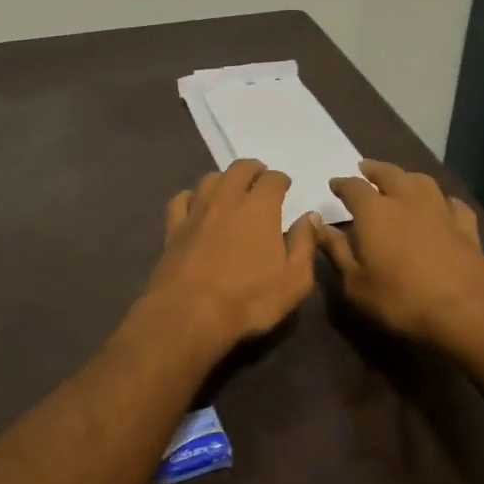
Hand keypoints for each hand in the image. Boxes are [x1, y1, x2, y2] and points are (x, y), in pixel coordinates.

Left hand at [141, 159, 318, 352]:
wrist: (189, 314)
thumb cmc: (249, 299)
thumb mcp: (295, 279)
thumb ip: (305, 244)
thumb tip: (310, 217)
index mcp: (260, 207)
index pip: (273, 178)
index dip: (281, 179)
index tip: (285, 187)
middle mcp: (227, 198)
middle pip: (240, 169)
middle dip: (253, 170)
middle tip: (260, 181)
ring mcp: (196, 211)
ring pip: (210, 179)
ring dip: (224, 180)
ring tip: (231, 191)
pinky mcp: (173, 228)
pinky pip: (180, 200)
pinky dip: (191, 197)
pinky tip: (195, 205)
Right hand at [315, 160, 483, 346]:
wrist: (468, 310)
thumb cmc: (402, 299)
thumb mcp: (356, 283)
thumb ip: (336, 251)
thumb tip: (317, 225)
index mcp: (375, 212)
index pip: (353, 188)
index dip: (342, 184)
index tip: (334, 184)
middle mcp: (407, 201)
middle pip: (389, 174)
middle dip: (374, 169)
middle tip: (365, 168)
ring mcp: (440, 211)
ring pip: (422, 181)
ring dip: (407, 177)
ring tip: (401, 180)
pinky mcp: (466, 227)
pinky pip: (453, 204)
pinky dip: (443, 200)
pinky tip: (443, 205)